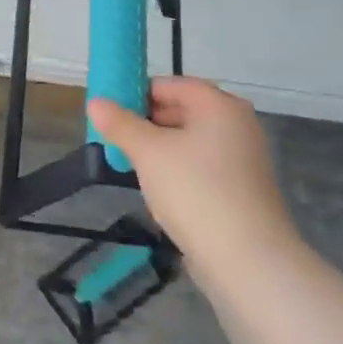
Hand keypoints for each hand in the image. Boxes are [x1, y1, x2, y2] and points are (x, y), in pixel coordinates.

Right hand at [87, 77, 299, 266]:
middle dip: (146, 124)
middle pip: (182, 111)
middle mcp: (237, 124)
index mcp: (220, 105)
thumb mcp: (148, 153)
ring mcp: (243, 158)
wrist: (247, 258)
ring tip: (131, 168)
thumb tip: (95, 102)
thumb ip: (120, 124)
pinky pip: (201, 167)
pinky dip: (178, 172)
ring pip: (189, 142)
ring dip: (159, 151)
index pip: (171, 85)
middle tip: (115, 141)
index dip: (137, 94)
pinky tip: (159, 192)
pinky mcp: (241, 188)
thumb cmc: (195, 191)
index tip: (109, 113)